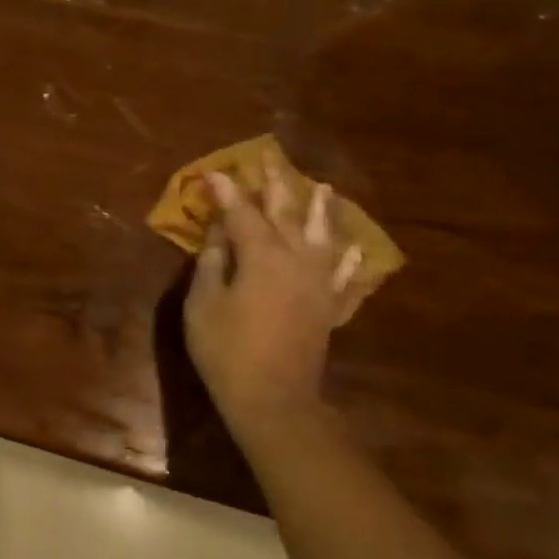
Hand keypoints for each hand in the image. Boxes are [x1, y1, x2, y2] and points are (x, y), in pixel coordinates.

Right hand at [184, 152, 363, 430]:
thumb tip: (218, 232)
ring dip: (323, 211)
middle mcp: (296, 260)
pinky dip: (350, 262)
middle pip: (287, 214)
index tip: (214, 173)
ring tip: (325, 188)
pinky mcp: (329, 308)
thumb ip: (212, 262)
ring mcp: (319, 284)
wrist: (273, 399)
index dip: (226, 192)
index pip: (241, 213)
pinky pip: (346, 279)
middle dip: (276, 185)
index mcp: (261, 256)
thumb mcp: (203, 303)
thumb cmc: (226, 350)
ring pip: (325, 237)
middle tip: (271, 160)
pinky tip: (354, 249)